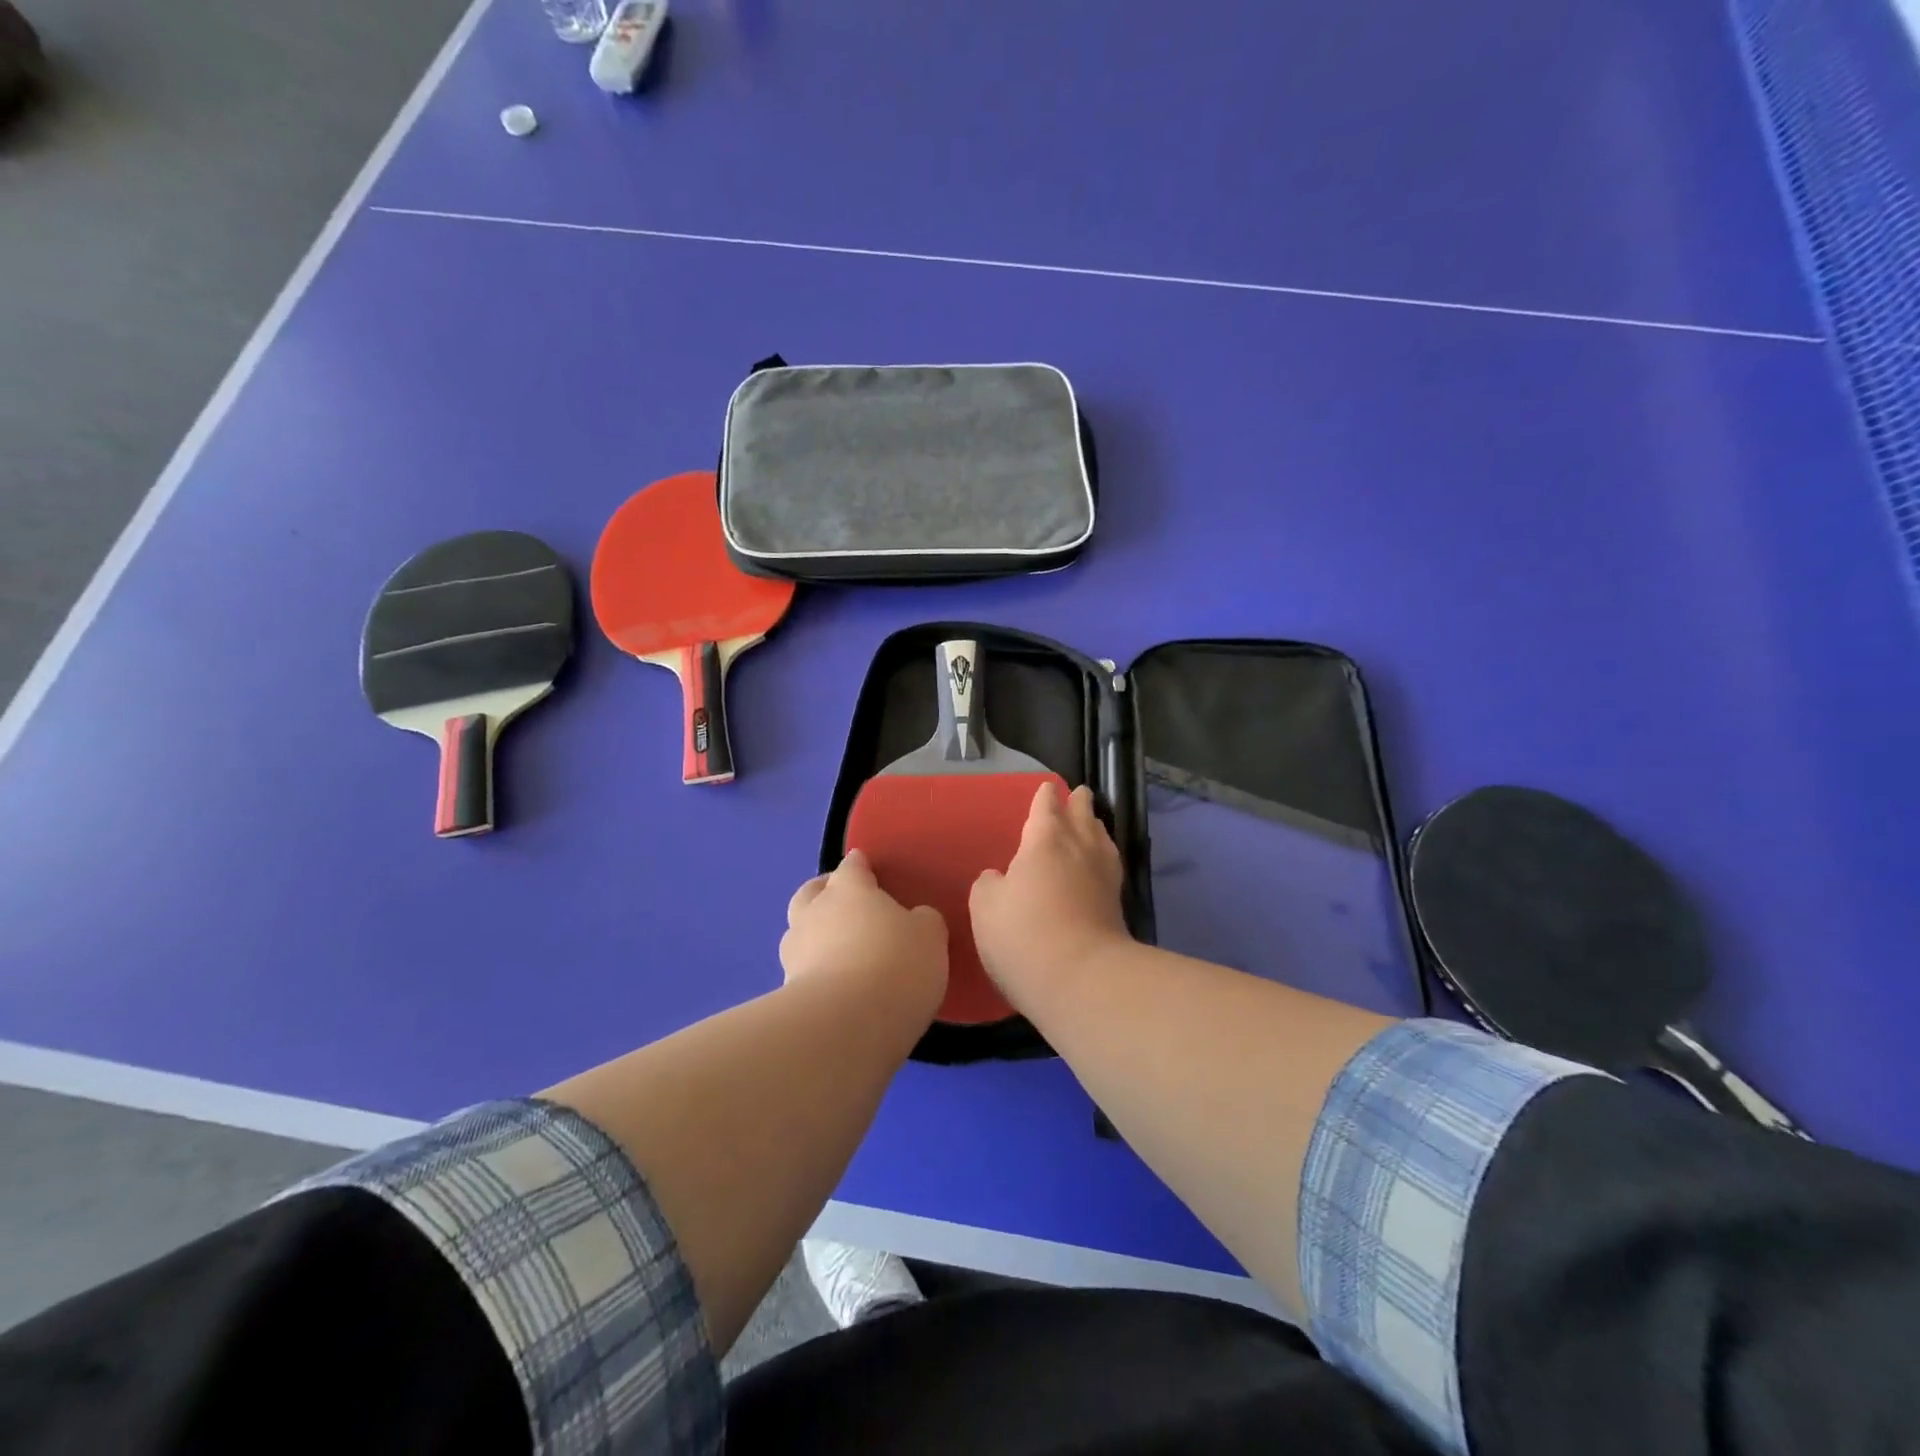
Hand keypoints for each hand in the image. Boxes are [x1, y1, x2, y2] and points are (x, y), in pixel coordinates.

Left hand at [781, 850, 948, 1012]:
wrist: (847, 1024)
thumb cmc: (895, 963)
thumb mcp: (929, 936)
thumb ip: (922, 921)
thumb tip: (915, 919)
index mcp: (848, 888)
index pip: (851, 867)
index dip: (860, 867)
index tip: (867, 868)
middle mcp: (814, 912)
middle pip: (811, 892)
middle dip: (824, 893)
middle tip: (845, 905)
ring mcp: (795, 953)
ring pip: (800, 932)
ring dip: (814, 936)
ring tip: (839, 952)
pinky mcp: (787, 992)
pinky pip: (802, 971)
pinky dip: (815, 973)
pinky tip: (836, 988)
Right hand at [971, 782, 1128, 1001]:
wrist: (1081, 978)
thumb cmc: (1024, 934)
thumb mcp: (986, 907)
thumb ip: (989, 885)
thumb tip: (999, 878)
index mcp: (1045, 839)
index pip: (1046, 807)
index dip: (1045, 796)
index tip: (1047, 788)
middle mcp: (1079, 848)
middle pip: (1082, 816)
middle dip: (1079, 803)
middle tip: (1080, 793)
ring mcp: (1103, 876)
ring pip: (1101, 839)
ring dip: (1095, 826)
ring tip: (1093, 822)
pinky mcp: (1117, 905)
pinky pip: (1110, 865)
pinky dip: (1104, 856)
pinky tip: (1101, 864)